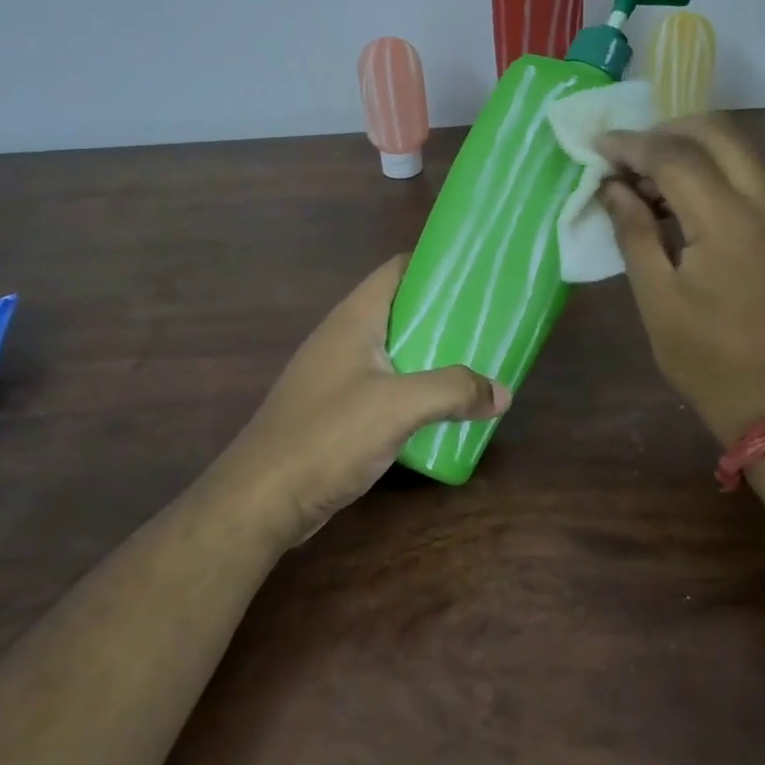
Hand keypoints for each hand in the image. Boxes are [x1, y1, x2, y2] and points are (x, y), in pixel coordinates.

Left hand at [221, 255, 509, 544]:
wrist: (262, 499)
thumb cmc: (327, 436)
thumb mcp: (398, 406)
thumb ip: (453, 391)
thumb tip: (502, 393)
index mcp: (355, 319)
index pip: (398, 270)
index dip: (436, 265)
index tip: (478, 274)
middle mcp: (344, 339)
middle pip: (401, 311)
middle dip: (444, 316)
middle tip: (488, 325)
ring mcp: (337, 376)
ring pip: (395, 352)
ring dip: (432, 357)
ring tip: (476, 365)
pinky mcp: (336, 411)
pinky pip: (385, 387)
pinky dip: (414, 391)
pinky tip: (441, 410)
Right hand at [598, 116, 764, 443]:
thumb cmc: (706, 357)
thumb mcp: (656, 296)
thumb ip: (633, 231)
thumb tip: (612, 186)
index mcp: (729, 221)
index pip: (675, 155)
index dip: (631, 145)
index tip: (596, 145)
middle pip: (717, 132)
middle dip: (665, 132)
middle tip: (625, 157)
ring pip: (736, 149)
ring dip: (688, 149)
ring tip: (643, 179)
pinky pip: (746, 176)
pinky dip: (709, 171)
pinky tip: (676, 200)